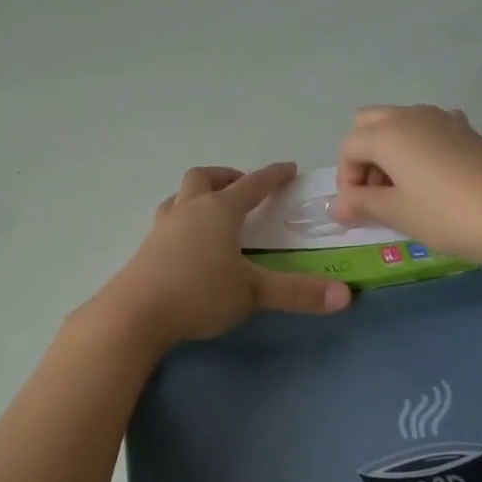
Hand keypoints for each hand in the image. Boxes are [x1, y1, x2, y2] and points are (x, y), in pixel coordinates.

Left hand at [95, 163, 351, 351]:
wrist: (135, 312)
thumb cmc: (199, 293)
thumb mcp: (253, 293)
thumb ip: (297, 293)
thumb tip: (345, 296)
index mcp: (219, 211)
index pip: (252, 185)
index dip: (272, 176)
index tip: (288, 168)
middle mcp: (190, 208)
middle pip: (206, 177)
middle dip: (227, 177)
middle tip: (242, 188)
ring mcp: (164, 225)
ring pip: (181, 195)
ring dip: (199, 194)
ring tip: (212, 211)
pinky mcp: (147, 246)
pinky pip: (168, 218)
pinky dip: (182, 218)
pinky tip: (186, 241)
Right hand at [332, 106, 481, 268]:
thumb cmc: (451, 216)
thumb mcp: (400, 214)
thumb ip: (362, 205)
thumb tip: (335, 207)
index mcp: (387, 132)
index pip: (348, 148)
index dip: (346, 181)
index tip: (359, 212)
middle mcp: (410, 115)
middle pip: (367, 124)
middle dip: (363, 156)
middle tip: (377, 194)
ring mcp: (441, 118)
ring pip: (397, 123)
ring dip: (388, 150)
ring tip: (404, 191)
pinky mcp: (466, 129)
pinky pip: (427, 129)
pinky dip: (418, 146)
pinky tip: (434, 176)